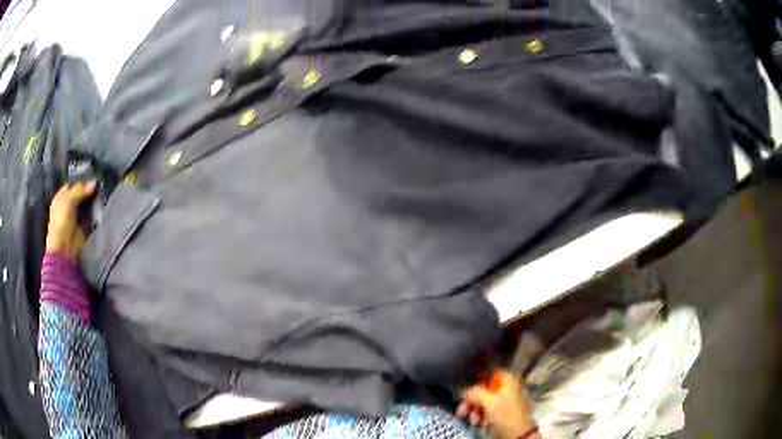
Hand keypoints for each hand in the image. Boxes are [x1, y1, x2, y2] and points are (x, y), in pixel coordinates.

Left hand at [46, 181, 95, 260]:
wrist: (65, 249)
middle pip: (81, 193)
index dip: (82, 180)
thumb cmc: (61, 223)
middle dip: (89, 190)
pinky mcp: (84, 226)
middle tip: (101, 183)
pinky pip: (91, 215)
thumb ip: (80, 190)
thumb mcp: (68, 201)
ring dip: (94, 200)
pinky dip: (96, 211)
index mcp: (61, 197)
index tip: (93, 176)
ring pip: (87, 204)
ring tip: (104, 192)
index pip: (73, 184)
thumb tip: (95, 182)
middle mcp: (69, 205)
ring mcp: (76, 216)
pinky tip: (102, 204)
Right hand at [457, 369, 538, 438]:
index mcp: (508, 380)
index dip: (476, 379)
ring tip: (473, 420)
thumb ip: (474, 392)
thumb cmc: (505, 415)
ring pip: (483, 401)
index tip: (465, 389)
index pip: (490, 372)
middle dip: (471, 401)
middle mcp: (507, 388)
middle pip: (484, 389)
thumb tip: (463, 390)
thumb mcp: (489, 402)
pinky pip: (487, 410)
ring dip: (474, 411)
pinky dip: (480, 416)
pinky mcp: (502, 412)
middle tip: (462, 410)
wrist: (518, 434)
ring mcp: (505, 401)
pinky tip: (479, 422)